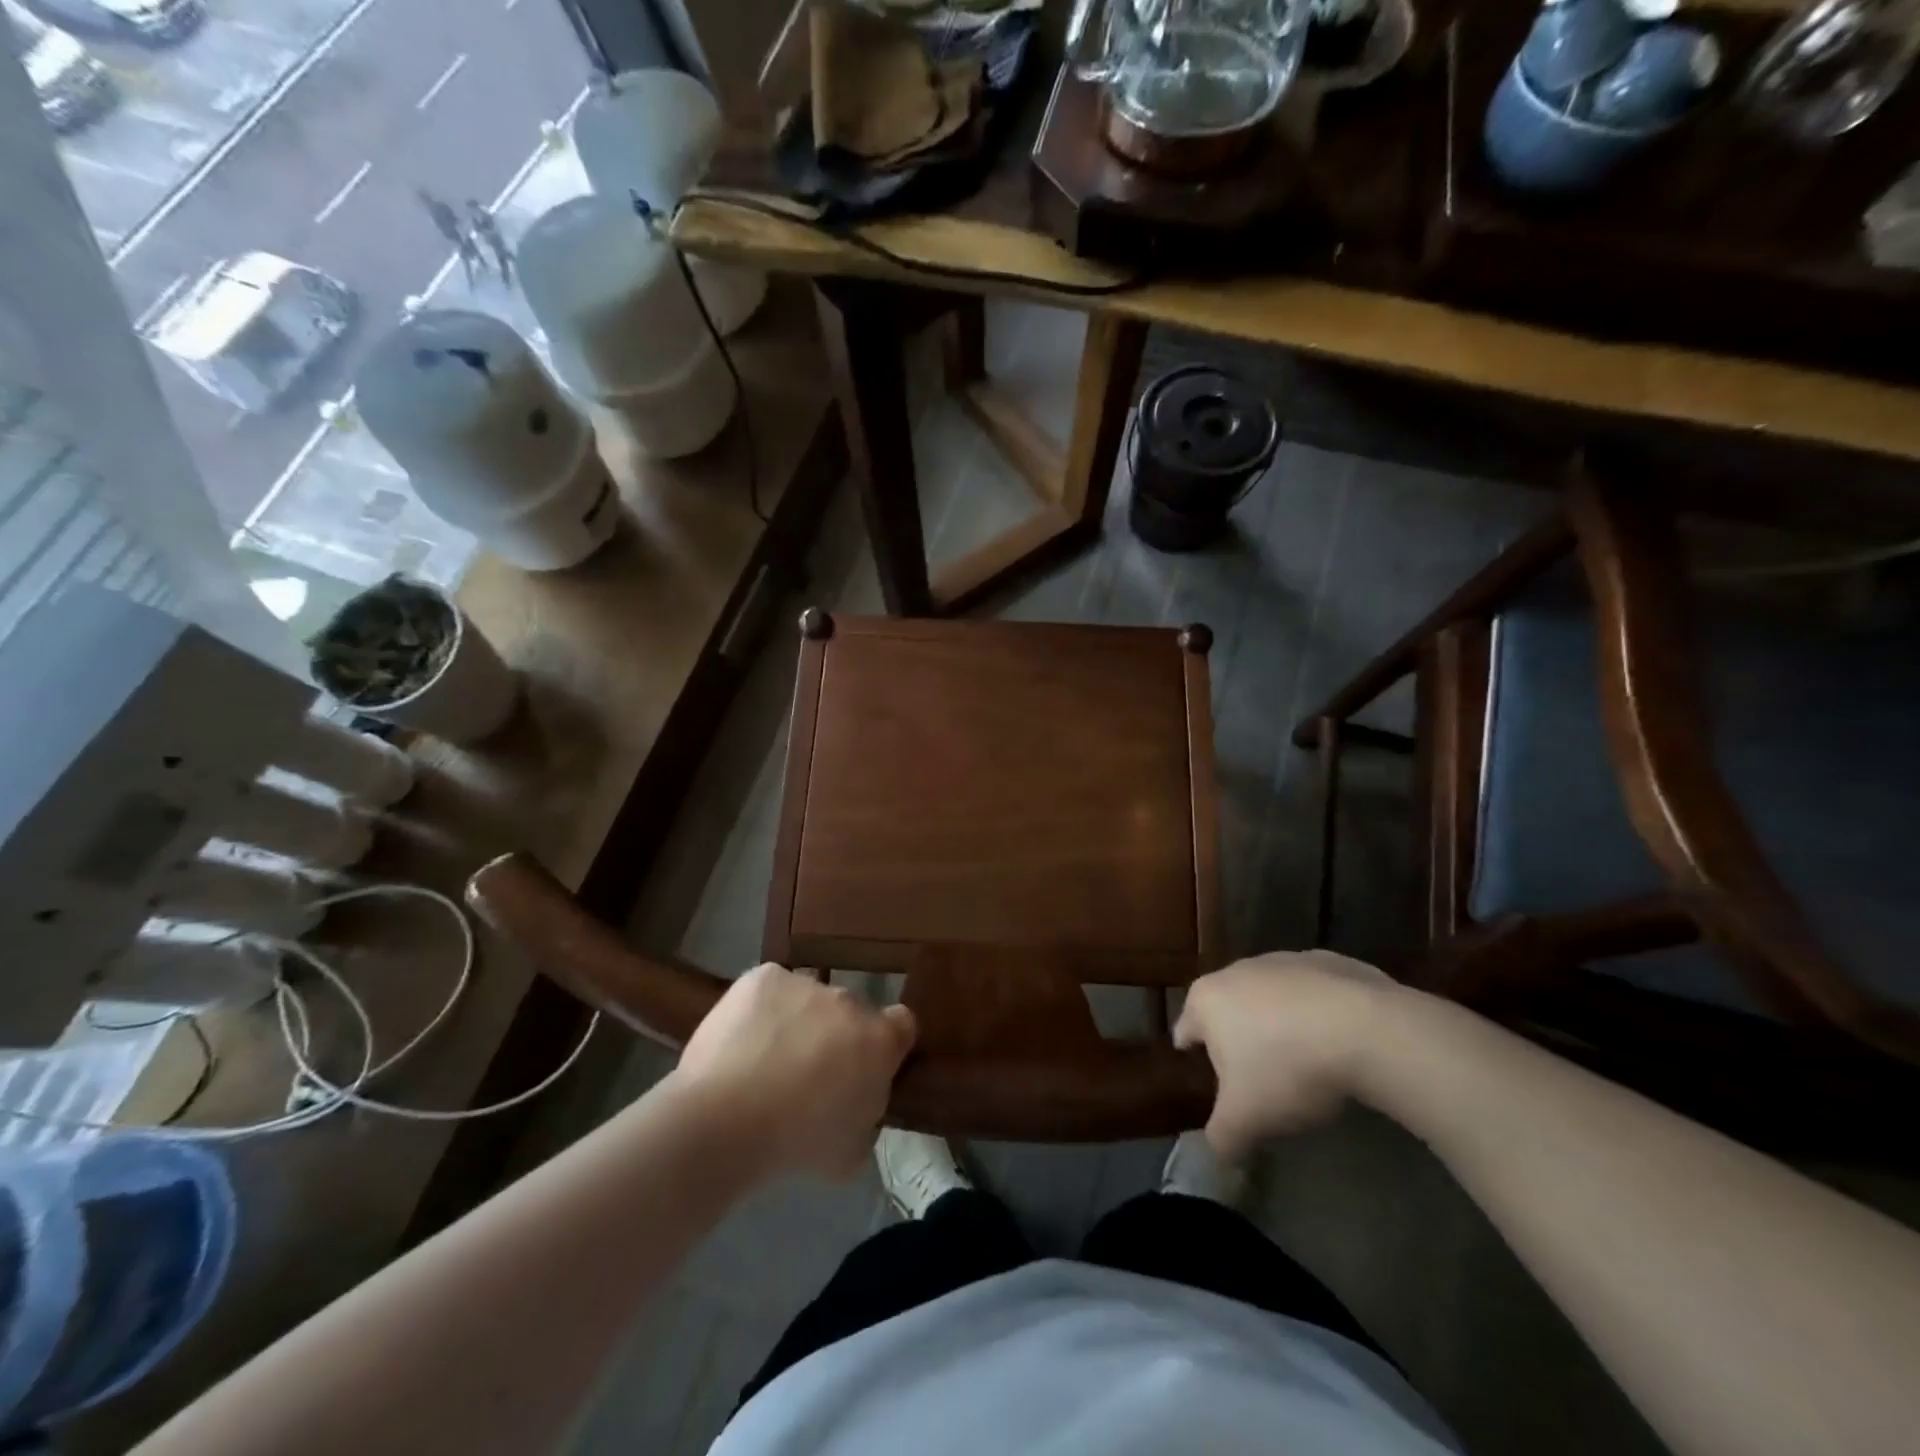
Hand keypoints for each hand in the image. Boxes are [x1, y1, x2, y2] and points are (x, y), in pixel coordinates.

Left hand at [675, 965, 916, 1178]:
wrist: (724, 1122)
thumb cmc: (796, 1146)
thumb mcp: (853, 1151)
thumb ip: (867, 1114)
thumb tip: (857, 1101)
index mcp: (880, 1040)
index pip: (902, 1025)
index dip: (886, 1045)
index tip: (865, 1067)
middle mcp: (849, 1001)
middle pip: (849, 1012)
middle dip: (835, 1036)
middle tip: (807, 1075)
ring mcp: (805, 983)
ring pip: (807, 1000)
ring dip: (797, 1022)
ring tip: (763, 1062)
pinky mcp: (763, 977)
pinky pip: (770, 990)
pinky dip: (761, 1010)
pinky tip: (742, 1043)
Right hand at [1174, 950, 1396, 1160]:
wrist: (1367, 1030)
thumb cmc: (1287, 1069)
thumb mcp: (1246, 1120)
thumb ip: (1221, 1139)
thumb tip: (1218, 1155)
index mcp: (1206, 1000)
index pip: (1186, 1029)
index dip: (1193, 1056)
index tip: (1208, 1079)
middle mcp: (1237, 970)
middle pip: (1228, 1010)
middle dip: (1239, 1040)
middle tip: (1259, 1080)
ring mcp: (1285, 960)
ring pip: (1272, 998)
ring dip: (1280, 1024)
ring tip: (1303, 1063)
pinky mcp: (1329, 961)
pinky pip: (1315, 994)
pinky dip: (1319, 1014)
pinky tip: (1340, 1044)